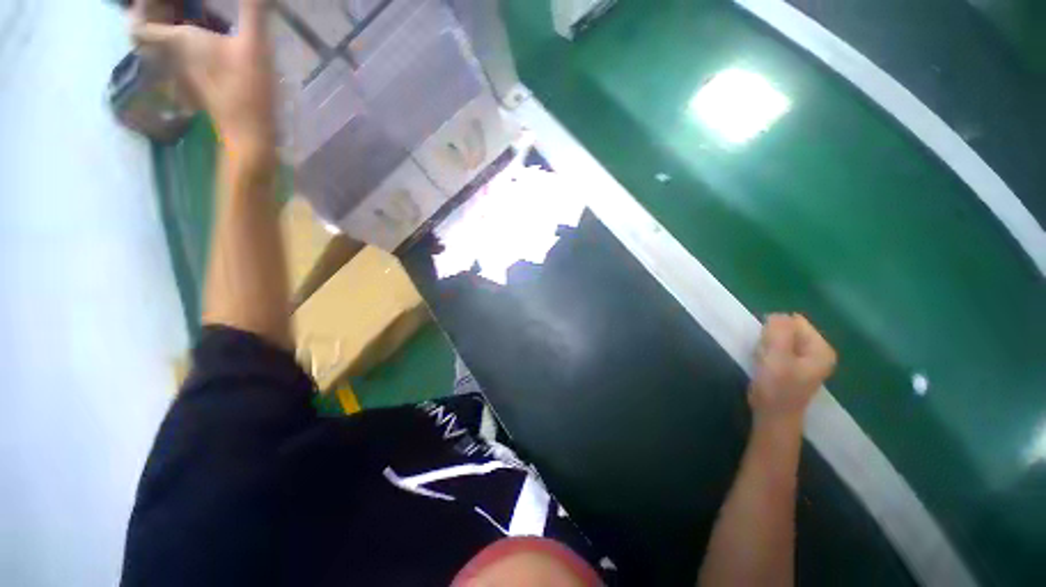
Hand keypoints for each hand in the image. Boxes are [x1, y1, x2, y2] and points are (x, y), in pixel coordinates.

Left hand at [131, 0, 276, 162]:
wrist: (249, 133)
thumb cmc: (247, 89)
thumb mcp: (255, 46)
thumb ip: (253, 11)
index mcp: (178, 38)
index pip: (138, 21)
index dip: (140, 7)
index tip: (151, 2)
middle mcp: (173, 53)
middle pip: (148, 28)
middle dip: (155, 11)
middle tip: (175, 6)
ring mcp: (184, 70)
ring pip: (163, 41)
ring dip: (170, 23)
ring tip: (191, 13)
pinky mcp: (197, 82)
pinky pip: (178, 54)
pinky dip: (184, 40)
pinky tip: (205, 36)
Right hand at [749, 313, 836, 424]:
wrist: (772, 415)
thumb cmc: (777, 387)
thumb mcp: (777, 357)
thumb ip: (780, 332)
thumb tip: (778, 314)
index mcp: (821, 348)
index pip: (794, 321)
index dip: (775, 330)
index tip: (769, 347)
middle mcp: (817, 351)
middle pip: (787, 330)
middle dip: (770, 339)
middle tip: (767, 357)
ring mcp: (805, 359)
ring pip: (779, 339)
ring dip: (767, 347)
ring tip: (765, 363)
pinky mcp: (792, 365)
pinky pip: (776, 348)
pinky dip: (767, 354)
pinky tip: (764, 366)